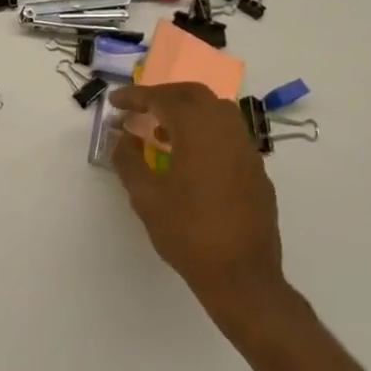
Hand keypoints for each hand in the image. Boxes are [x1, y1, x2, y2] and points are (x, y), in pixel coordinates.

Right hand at [108, 84, 301, 338]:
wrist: (241, 275)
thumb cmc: (187, 233)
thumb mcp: (145, 197)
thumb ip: (128, 161)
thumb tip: (121, 138)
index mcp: (199, 132)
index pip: (165, 98)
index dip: (136, 96)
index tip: (115, 102)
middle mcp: (228, 132)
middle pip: (195, 95)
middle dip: (163, 95)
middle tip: (137, 108)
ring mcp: (247, 151)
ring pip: (217, 112)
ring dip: (186, 112)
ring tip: (159, 131)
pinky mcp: (256, 171)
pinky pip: (228, 135)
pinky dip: (204, 131)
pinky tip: (188, 157)